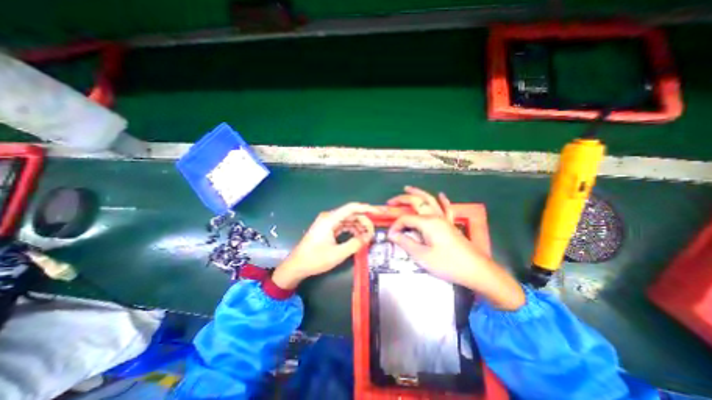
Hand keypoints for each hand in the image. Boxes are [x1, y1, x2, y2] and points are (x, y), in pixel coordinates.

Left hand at [271, 204, 377, 290]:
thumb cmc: (315, 259)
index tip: (378, 212)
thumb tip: (368, 237)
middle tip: (373, 233)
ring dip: (359, 227)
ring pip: (348, 220)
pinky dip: (352, 230)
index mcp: (330, 219)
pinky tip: (358, 237)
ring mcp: (328, 222)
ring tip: (367, 237)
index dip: (366, 208)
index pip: (352, 208)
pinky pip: (343, 226)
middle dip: (364, 222)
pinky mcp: (328, 228)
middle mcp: (329, 217)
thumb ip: (355, 244)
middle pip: (351, 214)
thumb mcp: (338, 253)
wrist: (296, 266)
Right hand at [387, 186, 524, 311]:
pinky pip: (446, 208)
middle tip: (390, 201)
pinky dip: (442, 200)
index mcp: (427, 223)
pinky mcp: (451, 224)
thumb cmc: (447, 264)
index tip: (390, 237)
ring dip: (418, 193)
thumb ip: (406, 243)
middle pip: (416, 202)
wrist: (476, 270)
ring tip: (408, 188)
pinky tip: (441, 195)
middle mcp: (435, 216)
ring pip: (430, 200)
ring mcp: (444, 219)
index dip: (395, 226)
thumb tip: (392, 234)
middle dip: (402, 199)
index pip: (405, 219)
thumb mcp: (422, 256)